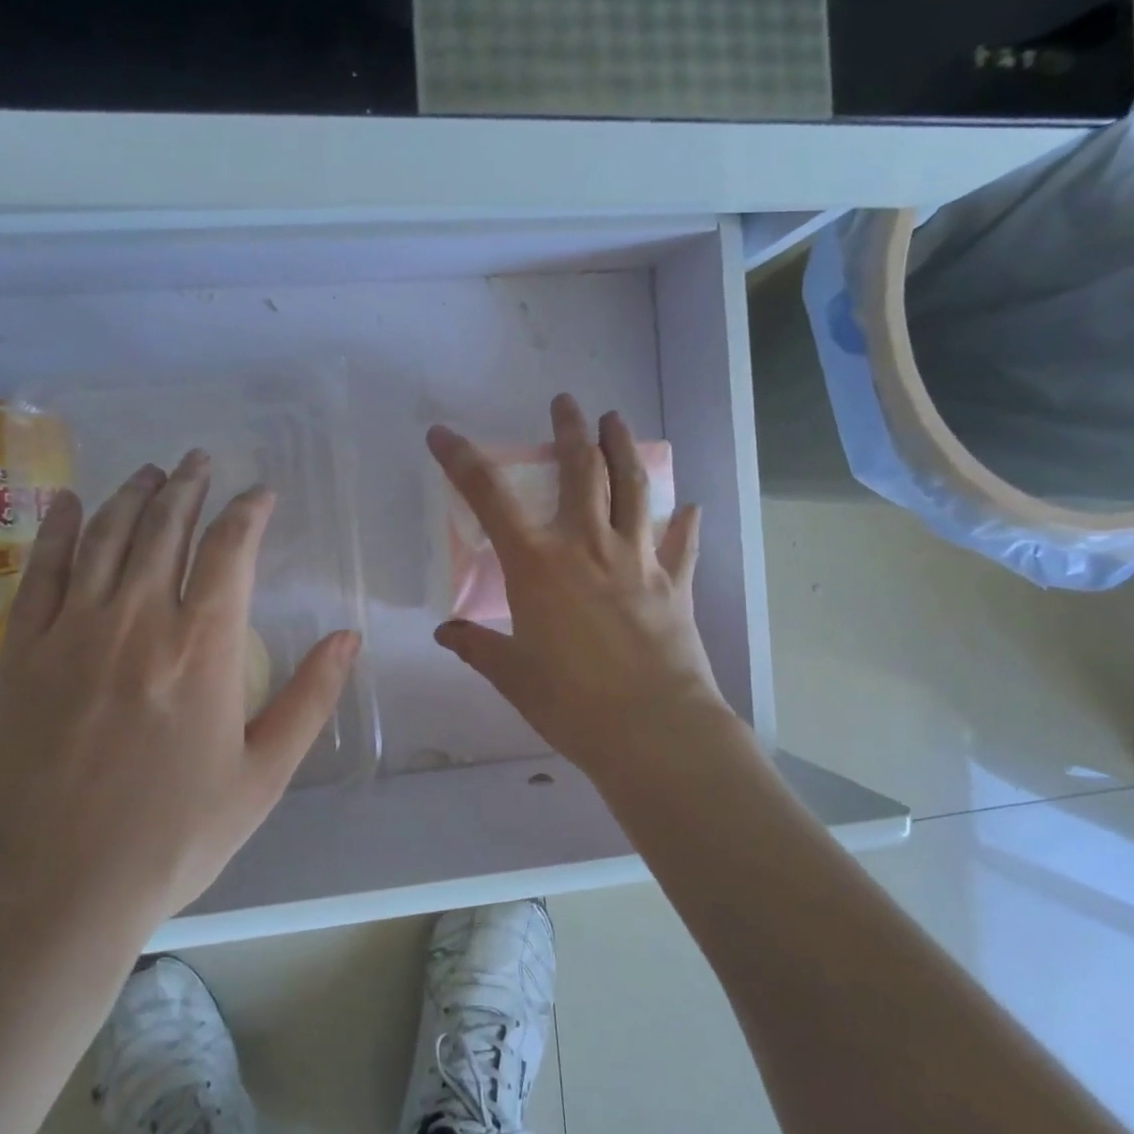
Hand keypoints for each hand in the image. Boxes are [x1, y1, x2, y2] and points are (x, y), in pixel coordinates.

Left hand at [0, 451, 360, 939]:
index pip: (231, 550)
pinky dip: (58, 528)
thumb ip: (310, 699)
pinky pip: (41, 570)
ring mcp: (72, 630)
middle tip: (200, 459)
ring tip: (152, 470)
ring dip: (134, 495)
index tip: (260, 493)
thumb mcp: (263, 776)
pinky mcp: (21, 650)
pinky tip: (69, 502)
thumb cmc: (170, 836)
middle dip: (189, 485)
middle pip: (166, 527)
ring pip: (107, 536)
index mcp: (202, 646)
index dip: (248, 511)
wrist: (50, 888)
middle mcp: (138, 619)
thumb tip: (347, 636)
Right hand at [427, 395, 735, 783]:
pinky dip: (685, 522)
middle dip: (570, 430)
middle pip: (581, 470)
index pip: (490, 498)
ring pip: (632, 488)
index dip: (462, 461)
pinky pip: (682, 543)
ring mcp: (637, 560)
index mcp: (538, 565)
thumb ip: (476, 646)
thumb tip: (446, 632)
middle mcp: (587, 547)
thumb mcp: (512, 675)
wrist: (653, 730)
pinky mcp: (673, 583)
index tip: (443, 434)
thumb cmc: (571, 702)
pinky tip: (691, 505)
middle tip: (566, 403)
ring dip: (623, 448)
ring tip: (616, 420)